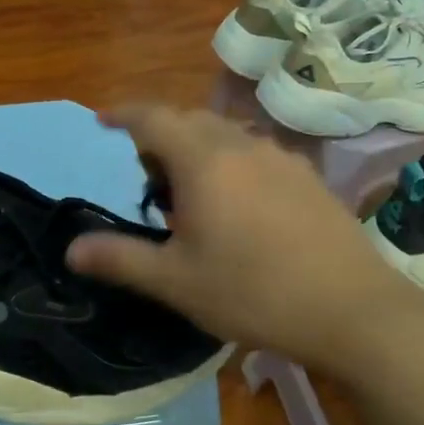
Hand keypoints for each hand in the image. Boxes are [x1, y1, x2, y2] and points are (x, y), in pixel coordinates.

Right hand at [66, 105, 417, 366]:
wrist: (352, 310)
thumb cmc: (252, 292)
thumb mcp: (175, 281)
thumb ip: (119, 258)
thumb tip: (71, 249)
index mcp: (203, 161)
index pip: (152, 118)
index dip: (123, 115)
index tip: (102, 120)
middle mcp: (242, 144)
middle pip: (190, 120)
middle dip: (160, 137)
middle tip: (148, 179)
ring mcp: (282, 158)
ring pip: (226, 134)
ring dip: (198, 149)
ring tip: (192, 193)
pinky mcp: (309, 177)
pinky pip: (256, 152)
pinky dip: (232, 162)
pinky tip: (241, 205)